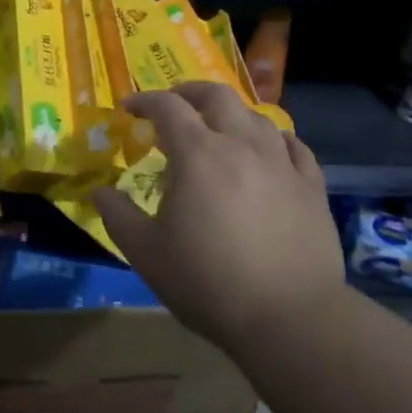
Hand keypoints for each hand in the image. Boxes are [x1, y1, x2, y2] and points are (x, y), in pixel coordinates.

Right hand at [93, 82, 346, 355]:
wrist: (291, 319)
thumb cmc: (209, 283)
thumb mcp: (146, 253)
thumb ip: (118, 215)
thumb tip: (100, 191)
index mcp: (198, 154)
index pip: (167, 106)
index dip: (144, 101)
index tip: (130, 109)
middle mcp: (241, 145)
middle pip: (217, 95)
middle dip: (190, 92)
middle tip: (174, 105)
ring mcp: (281, 163)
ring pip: (257, 116)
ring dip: (231, 114)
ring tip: (219, 131)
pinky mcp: (311, 186)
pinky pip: (294, 146)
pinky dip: (274, 139)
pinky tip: (269, 152)